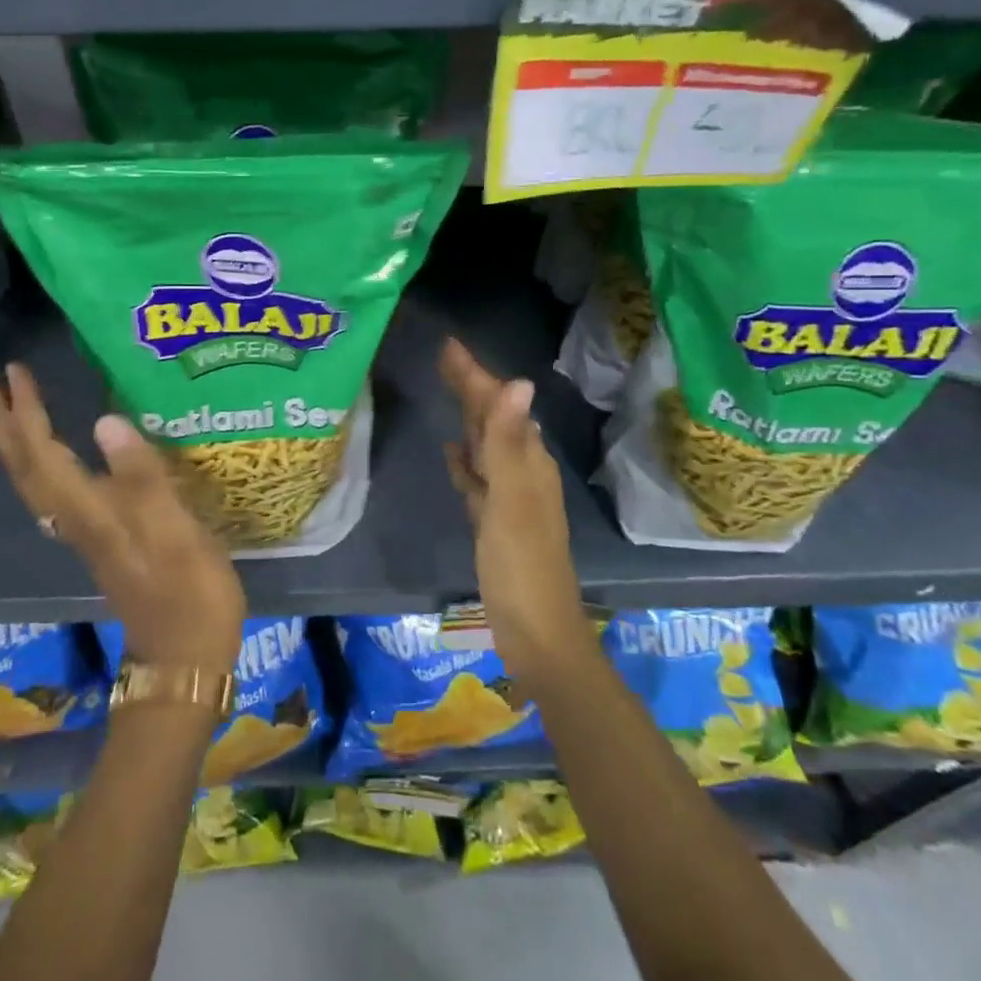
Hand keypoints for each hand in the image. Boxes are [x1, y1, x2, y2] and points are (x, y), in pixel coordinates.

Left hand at [0, 364, 246, 673]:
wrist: (185, 656)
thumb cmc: (189, 592)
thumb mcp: (176, 532)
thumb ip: (143, 477)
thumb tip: (106, 421)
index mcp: (90, 511)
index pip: (45, 453)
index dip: (29, 412)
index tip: (15, 371)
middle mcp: (77, 519)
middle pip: (26, 467)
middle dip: (3, 424)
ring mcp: (87, 532)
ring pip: (34, 482)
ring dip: (12, 445)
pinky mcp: (101, 540)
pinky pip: (52, 493)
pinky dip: (36, 468)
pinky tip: (45, 463)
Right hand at [439, 338, 588, 679]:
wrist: (536, 634)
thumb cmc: (522, 566)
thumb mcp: (511, 500)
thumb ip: (508, 443)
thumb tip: (518, 382)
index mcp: (528, 463)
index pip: (499, 406)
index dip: (475, 375)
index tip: (448, 346)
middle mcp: (522, 473)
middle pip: (494, 420)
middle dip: (471, 388)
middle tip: (443, 359)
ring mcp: (509, 499)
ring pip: (486, 446)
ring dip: (469, 419)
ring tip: (449, 392)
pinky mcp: (495, 522)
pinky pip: (478, 478)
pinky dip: (466, 460)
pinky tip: (454, 453)